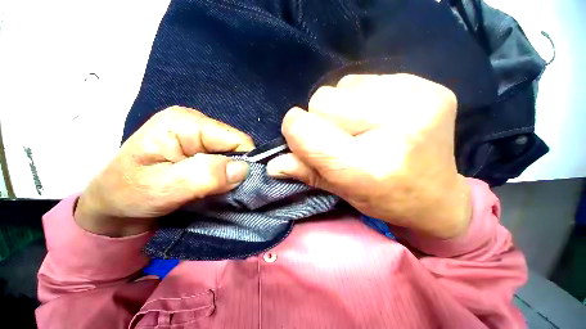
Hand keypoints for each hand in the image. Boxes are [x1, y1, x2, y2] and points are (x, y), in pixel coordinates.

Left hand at [75, 106, 253, 236]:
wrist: (114, 204)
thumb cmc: (128, 194)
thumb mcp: (162, 187)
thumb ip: (204, 176)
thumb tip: (244, 169)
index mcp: (186, 123)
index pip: (236, 139)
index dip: (245, 162)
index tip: (241, 185)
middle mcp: (196, 124)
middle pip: (236, 146)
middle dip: (238, 169)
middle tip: (227, 190)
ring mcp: (199, 136)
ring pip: (234, 155)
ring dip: (232, 174)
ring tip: (220, 189)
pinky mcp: (200, 148)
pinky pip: (226, 161)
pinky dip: (226, 175)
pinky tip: (217, 185)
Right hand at [267, 74, 471, 238]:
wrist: (438, 197)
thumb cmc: (384, 199)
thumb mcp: (340, 190)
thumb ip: (304, 172)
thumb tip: (272, 164)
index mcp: (367, 166)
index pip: (305, 129)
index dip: (296, 132)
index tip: (303, 139)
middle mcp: (395, 128)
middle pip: (322, 100)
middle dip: (322, 120)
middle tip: (343, 139)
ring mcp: (417, 100)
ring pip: (342, 85)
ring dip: (342, 107)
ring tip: (363, 128)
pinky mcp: (429, 86)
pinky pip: (367, 79)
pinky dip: (363, 97)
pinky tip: (381, 116)